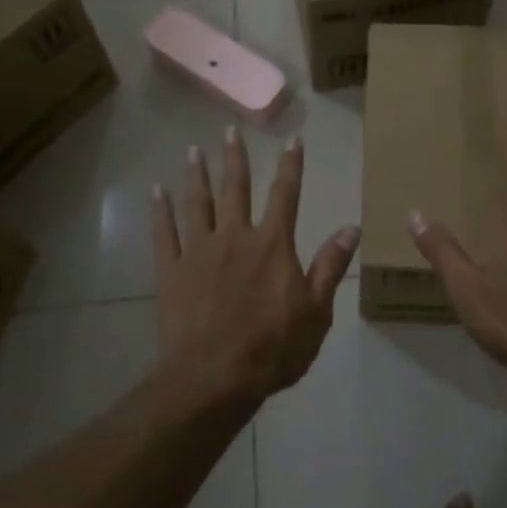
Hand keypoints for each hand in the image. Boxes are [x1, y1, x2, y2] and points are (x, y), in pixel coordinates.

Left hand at [151, 129, 359, 400]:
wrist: (214, 377)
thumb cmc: (273, 347)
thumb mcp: (316, 311)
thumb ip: (330, 266)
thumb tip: (351, 227)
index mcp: (272, 244)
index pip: (286, 194)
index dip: (291, 165)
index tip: (293, 139)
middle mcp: (235, 236)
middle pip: (235, 188)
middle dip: (236, 158)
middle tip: (229, 130)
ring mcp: (199, 251)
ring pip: (197, 203)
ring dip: (196, 175)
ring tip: (193, 150)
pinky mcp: (171, 270)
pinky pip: (163, 233)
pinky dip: (159, 211)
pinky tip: (155, 191)